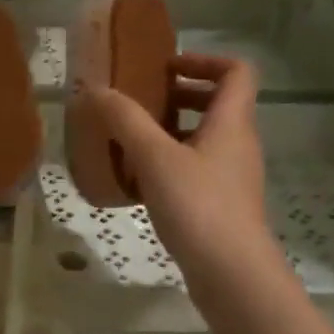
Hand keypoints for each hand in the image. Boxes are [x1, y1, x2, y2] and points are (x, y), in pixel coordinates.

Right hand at [89, 54, 273, 296]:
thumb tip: (95, 89)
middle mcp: (238, 144)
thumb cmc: (198, 206)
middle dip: (180, 95)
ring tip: (132, 139)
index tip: (166, 67)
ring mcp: (232, 177)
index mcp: (232, 123)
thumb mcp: (154, 157)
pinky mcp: (221, 205)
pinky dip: (171, 163)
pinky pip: (197, 168)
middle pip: (219, 103)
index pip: (236, 71)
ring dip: (172, 130)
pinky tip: (139, 180)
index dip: (204, 60)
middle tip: (142, 101)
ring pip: (205, 138)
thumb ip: (124, 120)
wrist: (232, 274)